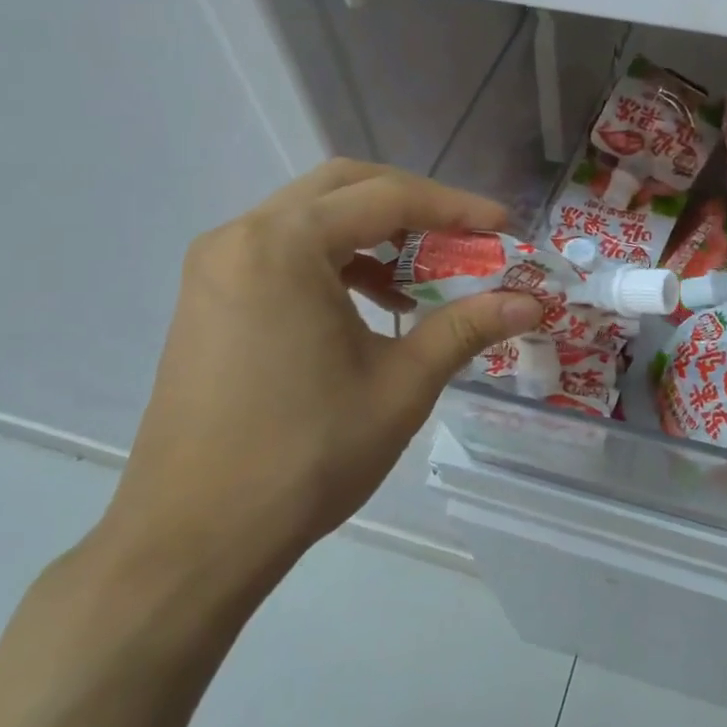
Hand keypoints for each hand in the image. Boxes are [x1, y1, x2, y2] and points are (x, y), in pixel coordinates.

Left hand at [97, 161, 543, 601]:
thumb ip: (468, 327)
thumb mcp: (401, 384)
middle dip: (414, 206)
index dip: (456, 208)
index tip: (505, 228)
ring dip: (374, 233)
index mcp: (283, 245)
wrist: (194, 538)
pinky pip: (284, 252)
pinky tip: (373, 304)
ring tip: (424, 277)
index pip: (387, 197)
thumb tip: (532, 302)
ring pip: (312, 217)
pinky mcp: (210, 298)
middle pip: (344, 188)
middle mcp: (241, 236)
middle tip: (465, 237)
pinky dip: (337, 260)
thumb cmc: (306, 455)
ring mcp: (217, 266)